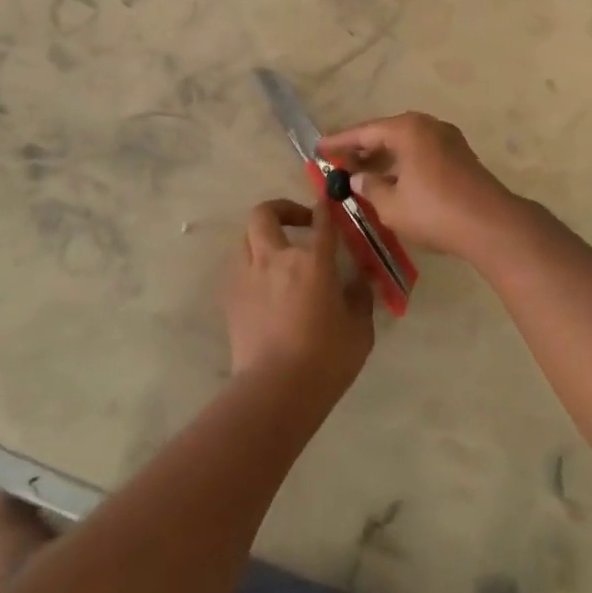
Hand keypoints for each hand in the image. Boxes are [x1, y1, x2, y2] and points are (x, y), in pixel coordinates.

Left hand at [224, 198, 372, 397]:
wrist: (274, 390)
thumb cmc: (326, 360)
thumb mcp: (359, 329)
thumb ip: (360, 297)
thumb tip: (359, 280)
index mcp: (312, 262)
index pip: (321, 221)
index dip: (325, 207)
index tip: (329, 202)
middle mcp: (275, 258)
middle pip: (265, 213)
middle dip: (282, 209)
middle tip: (299, 223)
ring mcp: (248, 276)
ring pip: (246, 237)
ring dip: (263, 237)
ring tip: (279, 255)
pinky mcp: (231, 297)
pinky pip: (240, 267)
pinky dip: (253, 265)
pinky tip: (266, 286)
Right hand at [320, 112, 520, 260]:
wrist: (491, 225)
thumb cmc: (434, 211)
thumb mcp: (391, 204)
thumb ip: (369, 188)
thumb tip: (356, 179)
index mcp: (408, 129)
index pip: (365, 132)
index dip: (340, 142)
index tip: (319, 148)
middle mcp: (428, 126)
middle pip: (386, 133)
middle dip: (362, 149)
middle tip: (338, 162)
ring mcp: (448, 139)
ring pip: (406, 144)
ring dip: (383, 157)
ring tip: (360, 174)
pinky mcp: (460, 156)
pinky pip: (421, 152)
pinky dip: (402, 163)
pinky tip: (391, 181)